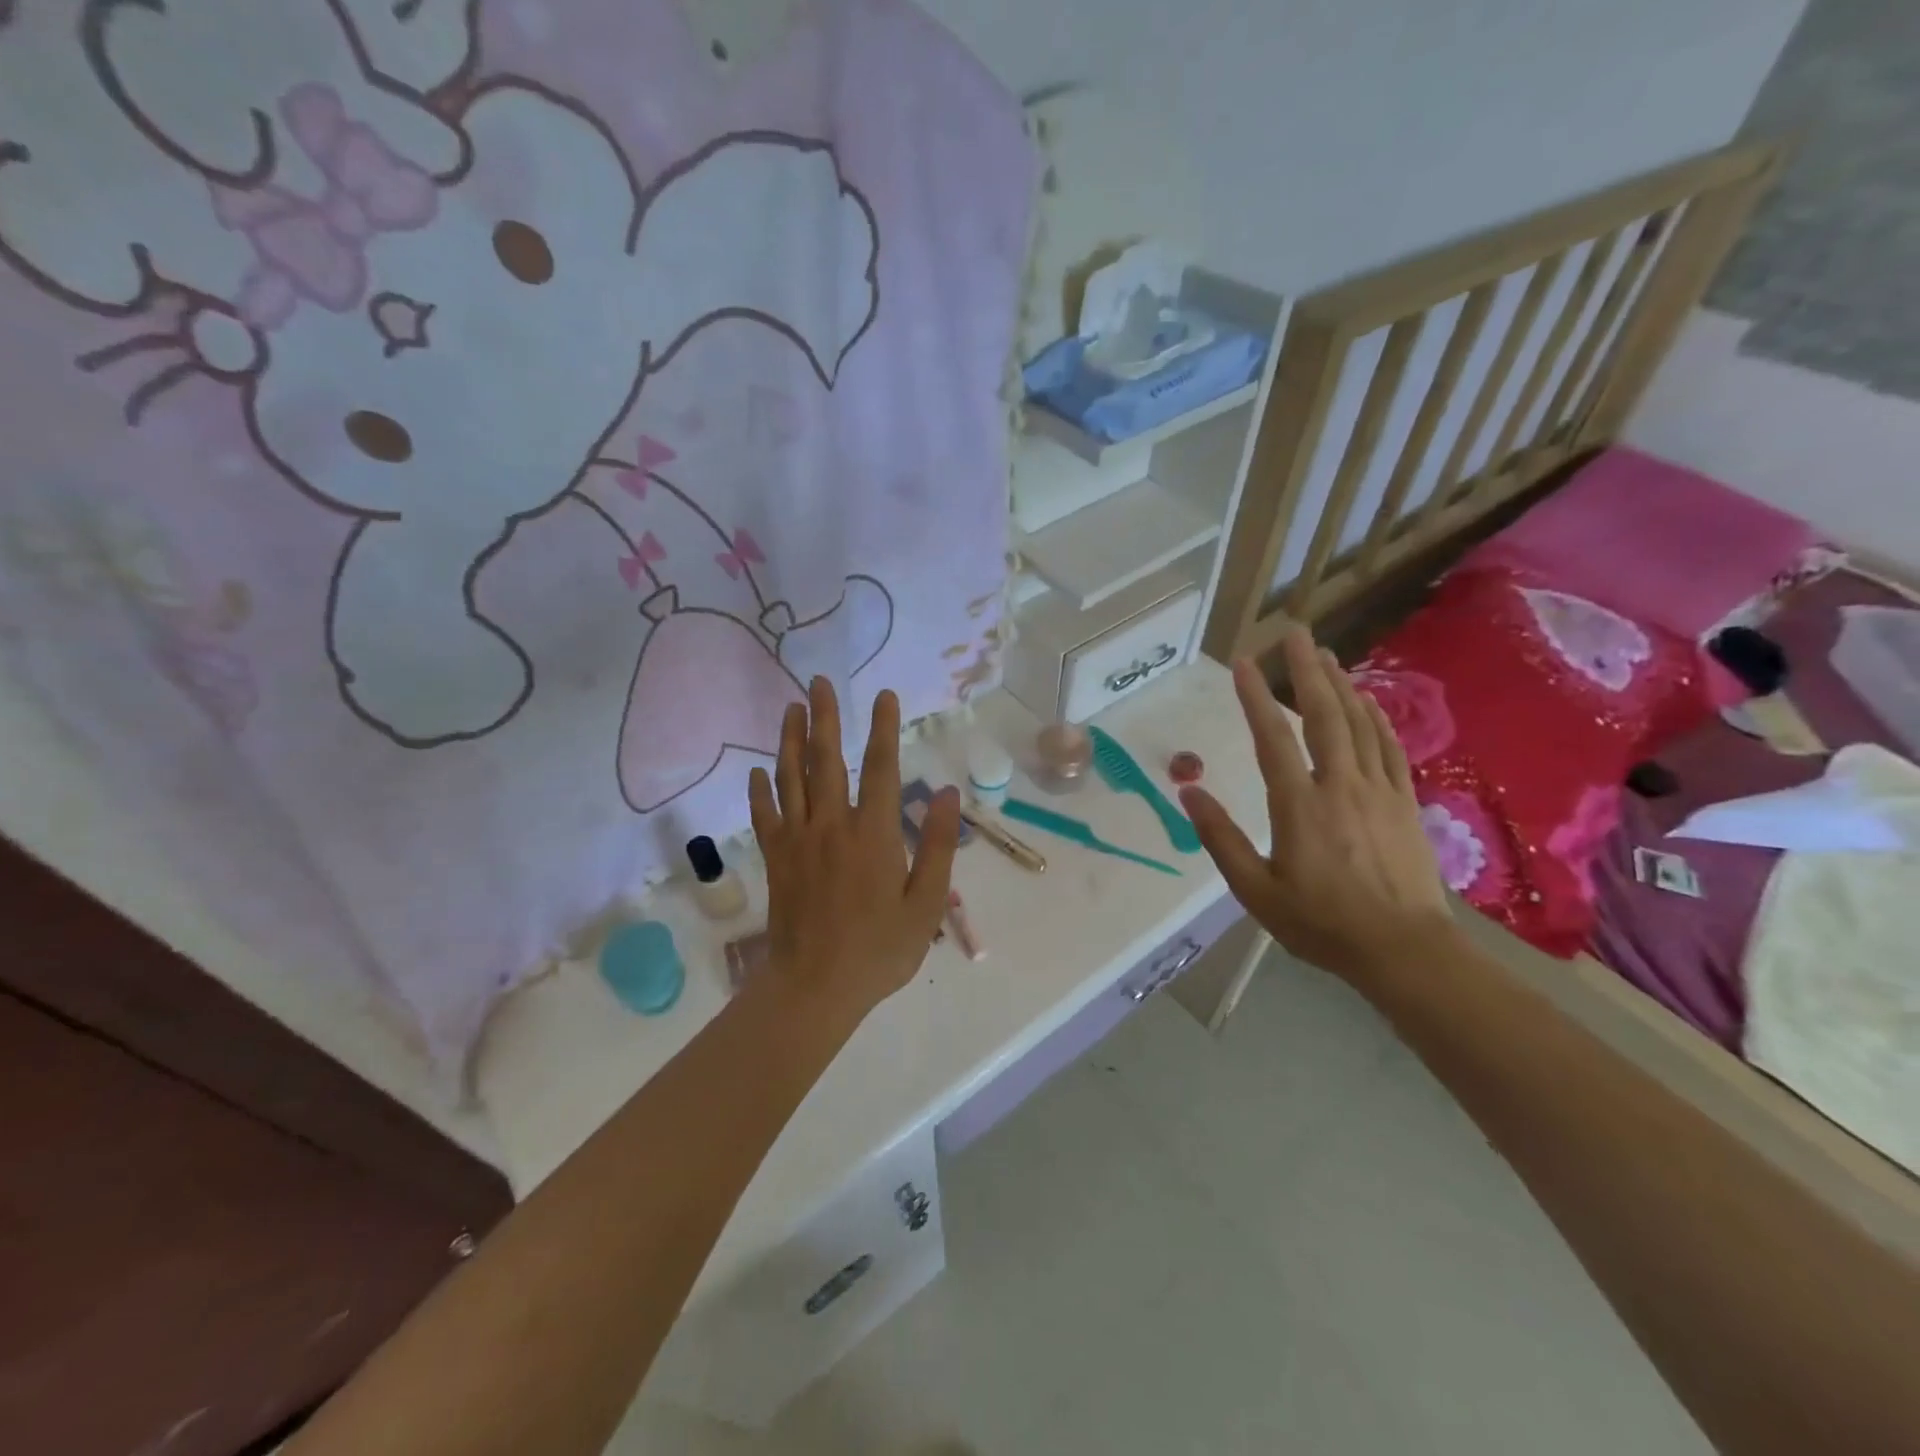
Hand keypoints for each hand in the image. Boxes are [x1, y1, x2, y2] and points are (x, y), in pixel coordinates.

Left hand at [748, 676, 959, 1028]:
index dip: (883, 728)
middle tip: (818, 682)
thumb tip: (950, 794)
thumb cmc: (879, 949)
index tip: (883, 695)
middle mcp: (832, 825)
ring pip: (791, 778)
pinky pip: (764, 814)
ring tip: (790, 708)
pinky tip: (759, 770)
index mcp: (873, 834)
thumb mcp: (926, 904)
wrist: (815, 987)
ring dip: (790, 740)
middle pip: (826, 760)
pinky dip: (761, 789)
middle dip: (825, 717)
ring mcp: (798, 840)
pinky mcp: (775, 859)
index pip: (880, 768)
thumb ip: (939, 846)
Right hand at [1181, 628, 1454, 986]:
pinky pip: (1388, 747)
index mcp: (1299, 806)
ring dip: (1341, 685)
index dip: (1255, 697)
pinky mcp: (1404, 802)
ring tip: (1326, 655)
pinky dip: (1376, 718)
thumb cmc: (1321, 923)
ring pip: (1359, 724)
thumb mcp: (1256, 891)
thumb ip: (1220, 838)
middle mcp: (1340, 786)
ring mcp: (1378, 791)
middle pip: (1323, 715)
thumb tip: (1188, 792)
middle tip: (1296, 633)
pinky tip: (1367, 701)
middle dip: (1307, 670)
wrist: (1404, 950)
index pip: (1272, 738)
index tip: (1243, 663)